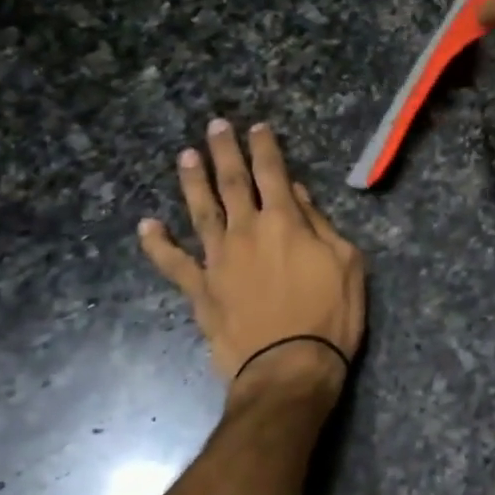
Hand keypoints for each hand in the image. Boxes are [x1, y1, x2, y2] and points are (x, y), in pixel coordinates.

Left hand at [139, 120, 365, 394]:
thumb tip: (295, 193)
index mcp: (285, 222)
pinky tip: (147, 225)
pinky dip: (158, 244)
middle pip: (232, 183)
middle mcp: (246, 231)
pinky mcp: (200, 290)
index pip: (273, 173)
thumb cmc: (330, 316)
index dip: (265, 147)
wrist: (289, 368)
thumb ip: (319, 224)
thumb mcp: (346, 264)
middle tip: (215, 126)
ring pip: (201, 211)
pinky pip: (173, 263)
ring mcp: (218, 260)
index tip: (256, 127)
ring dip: (193, 182)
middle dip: (225, 152)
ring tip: (185, 157)